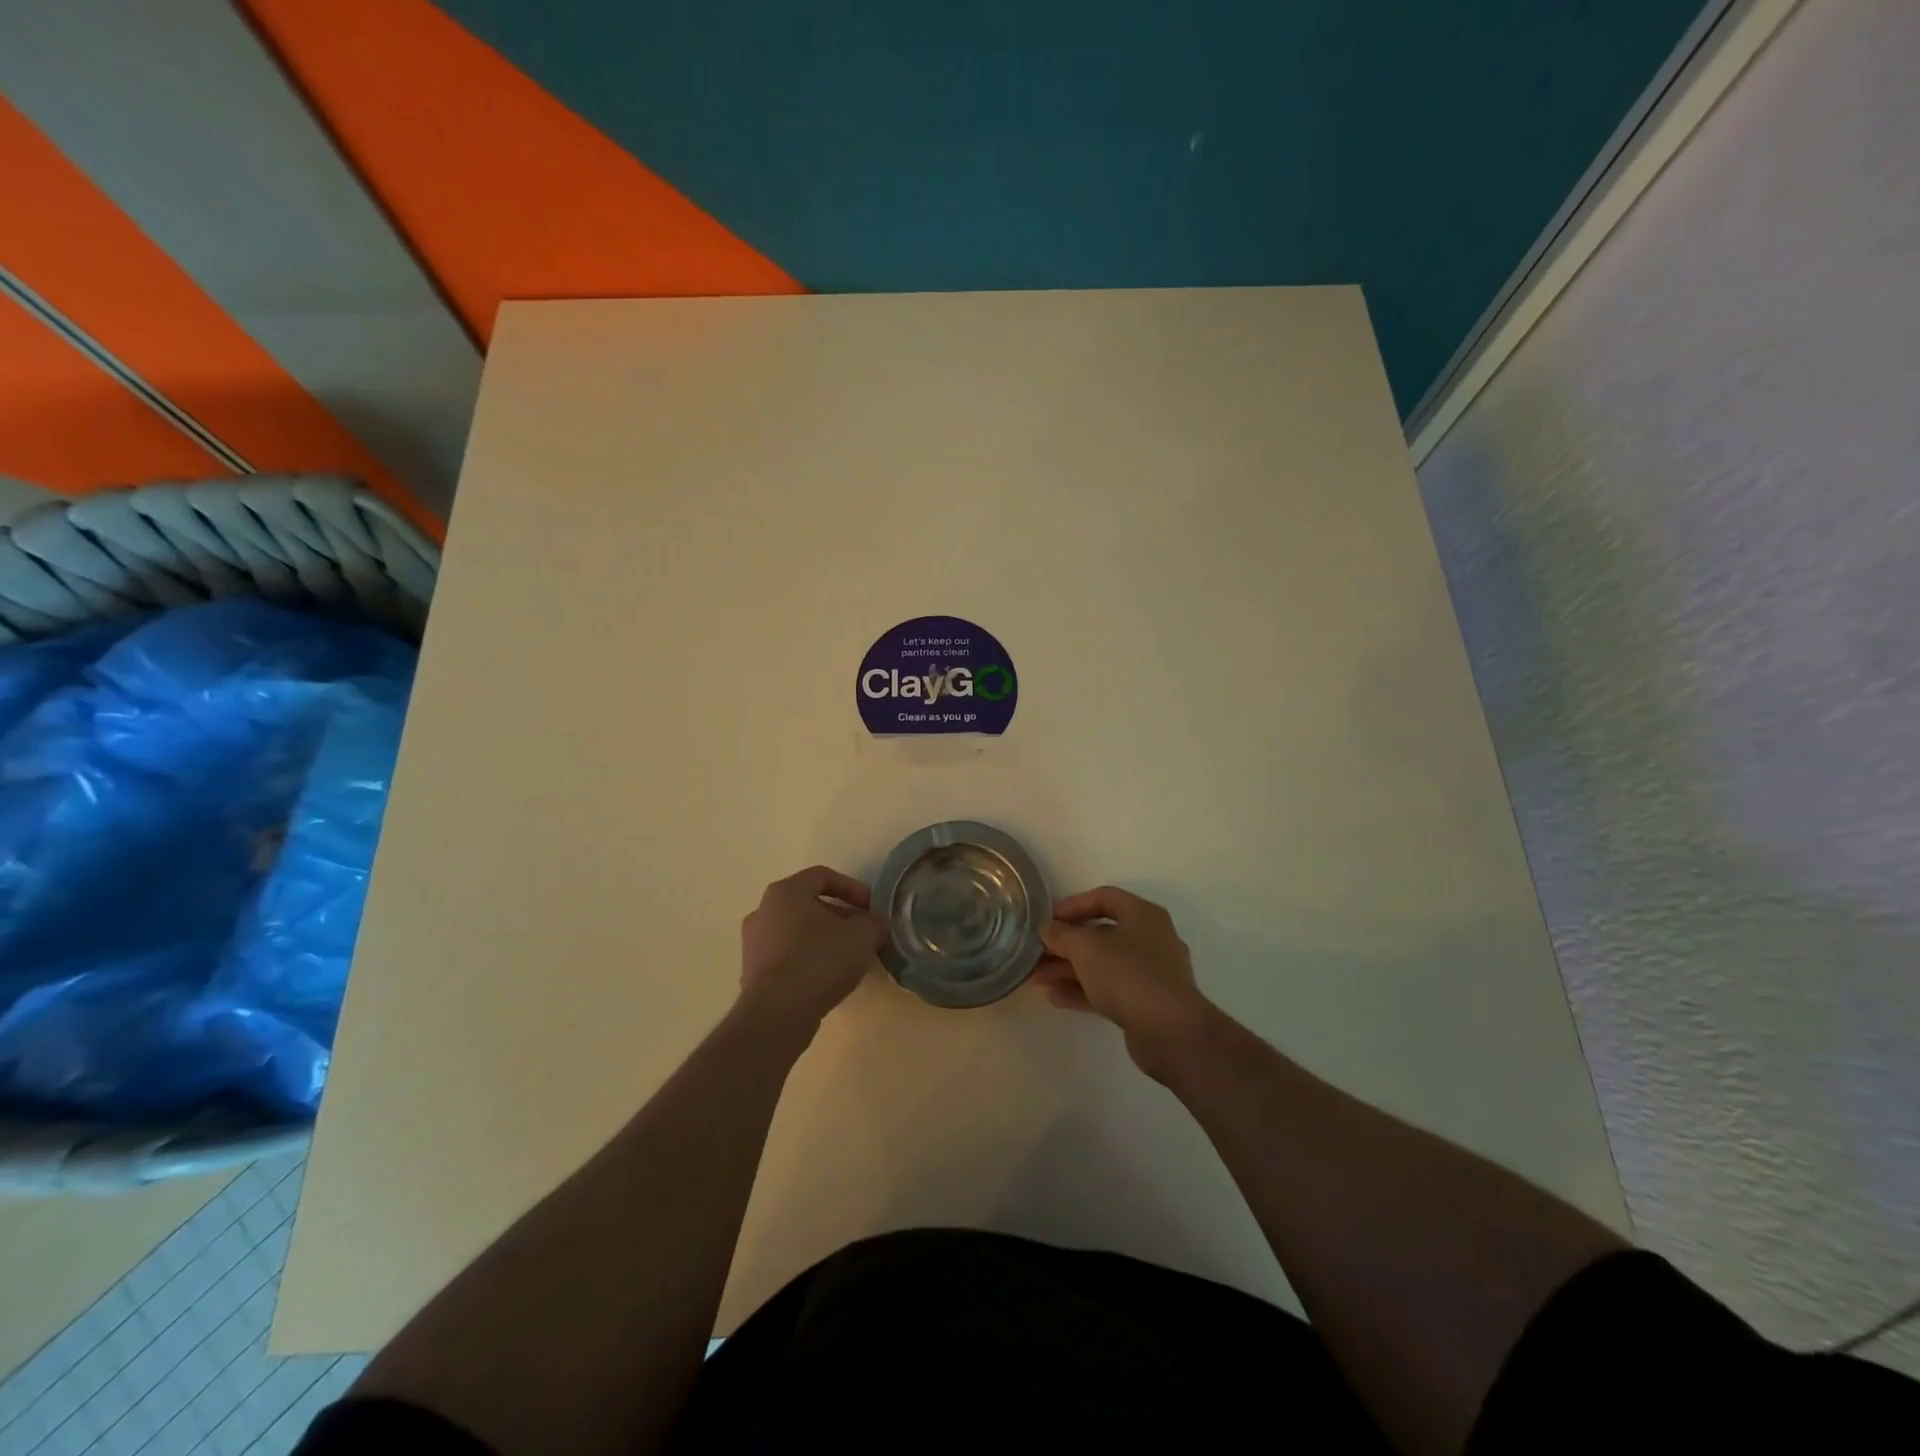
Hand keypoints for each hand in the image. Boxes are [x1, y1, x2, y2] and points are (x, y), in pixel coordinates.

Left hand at [739, 865, 887, 1030]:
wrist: (777, 1013)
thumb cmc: (820, 961)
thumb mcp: (862, 937)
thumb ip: (874, 923)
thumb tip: (876, 923)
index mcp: (786, 892)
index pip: (822, 876)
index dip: (852, 888)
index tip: (871, 907)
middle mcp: (763, 910)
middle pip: (808, 903)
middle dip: (839, 915)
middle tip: (862, 932)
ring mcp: (753, 942)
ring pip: (796, 930)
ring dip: (823, 938)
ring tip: (847, 957)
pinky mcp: (752, 971)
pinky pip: (786, 955)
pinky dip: (806, 959)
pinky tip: (826, 977)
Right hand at [1033, 887, 1220, 1080]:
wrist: (1171, 1032)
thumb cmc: (1128, 975)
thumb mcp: (1086, 948)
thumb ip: (1062, 935)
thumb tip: (1047, 928)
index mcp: (1143, 915)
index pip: (1104, 898)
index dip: (1072, 905)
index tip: (1046, 919)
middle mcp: (1150, 939)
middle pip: (1101, 933)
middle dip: (1065, 943)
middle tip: (1036, 952)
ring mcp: (1150, 973)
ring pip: (1102, 964)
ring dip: (1069, 969)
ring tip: (1036, 977)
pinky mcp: (1146, 1003)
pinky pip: (1109, 989)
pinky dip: (1083, 990)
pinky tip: (1054, 998)